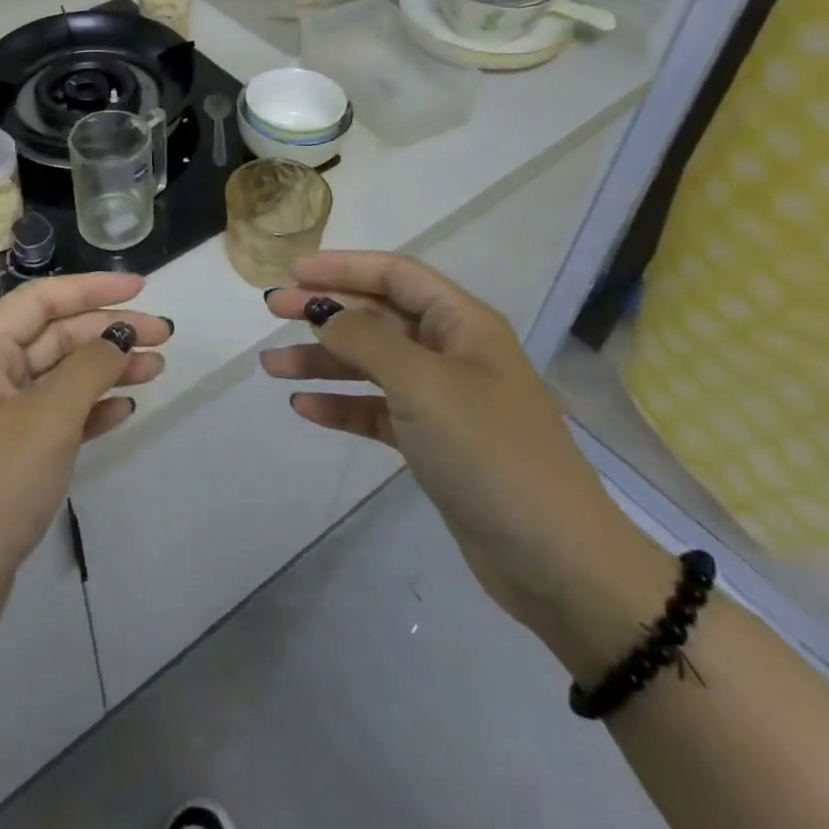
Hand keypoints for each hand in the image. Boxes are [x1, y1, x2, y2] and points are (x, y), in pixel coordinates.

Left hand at [0, 273, 168, 649]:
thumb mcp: (48, 417)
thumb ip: (89, 368)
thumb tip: (118, 337)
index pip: (42, 300)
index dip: (91, 289)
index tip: (142, 289)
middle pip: (55, 336)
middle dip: (108, 331)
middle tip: (164, 337)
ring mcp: (0, 420)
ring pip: (61, 377)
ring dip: (107, 369)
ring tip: (156, 369)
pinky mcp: (12, 458)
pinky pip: (59, 417)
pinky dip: (92, 409)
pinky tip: (125, 410)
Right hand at [261, 252, 661, 650]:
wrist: (557, 562)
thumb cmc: (490, 452)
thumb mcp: (423, 384)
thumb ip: (366, 340)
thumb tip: (323, 312)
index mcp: (462, 323)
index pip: (395, 274)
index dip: (343, 267)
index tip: (293, 271)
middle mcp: (452, 352)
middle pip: (377, 316)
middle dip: (324, 311)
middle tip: (271, 310)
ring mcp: (444, 400)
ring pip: (372, 364)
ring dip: (323, 361)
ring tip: (271, 366)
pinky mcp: (435, 444)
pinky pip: (378, 410)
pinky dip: (343, 405)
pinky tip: (304, 407)